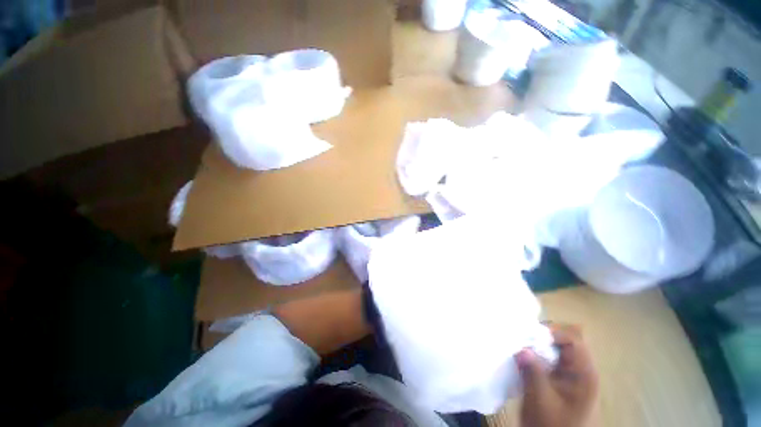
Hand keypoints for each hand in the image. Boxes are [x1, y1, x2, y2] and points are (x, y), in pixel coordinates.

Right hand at [516, 324, 597, 426]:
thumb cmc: (552, 424)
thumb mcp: (541, 401)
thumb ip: (533, 372)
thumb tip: (522, 347)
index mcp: (584, 373)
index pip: (574, 339)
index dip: (552, 331)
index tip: (529, 334)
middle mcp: (581, 369)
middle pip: (566, 339)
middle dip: (543, 335)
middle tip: (523, 338)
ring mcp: (572, 374)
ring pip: (557, 347)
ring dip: (539, 344)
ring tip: (521, 346)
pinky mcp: (562, 378)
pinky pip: (552, 357)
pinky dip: (538, 353)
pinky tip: (526, 358)